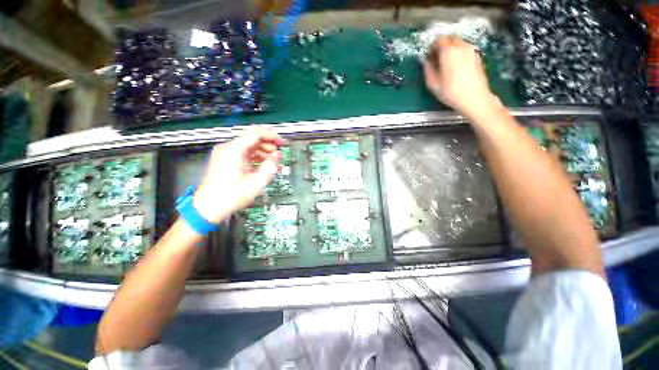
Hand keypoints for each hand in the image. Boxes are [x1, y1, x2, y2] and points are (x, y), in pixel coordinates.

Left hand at [193, 127, 283, 223]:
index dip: (270, 136)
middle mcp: (228, 149)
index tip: (281, 142)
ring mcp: (226, 154)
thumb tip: (277, 156)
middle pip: (252, 139)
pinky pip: (245, 155)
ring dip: (264, 153)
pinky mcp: (227, 161)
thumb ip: (269, 167)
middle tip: (280, 154)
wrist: (209, 207)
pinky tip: (265, 166)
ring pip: (250, 147)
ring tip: (275, 162)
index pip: (255, 134)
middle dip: (269, 146)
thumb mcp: (256, 183)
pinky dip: (256, 158)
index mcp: (233, 151)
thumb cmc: (230, 196)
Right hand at [423, 37, 496, 116]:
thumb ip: (427, 69)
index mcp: (448, 51)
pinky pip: (465, 50)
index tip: (429, 56)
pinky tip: (456, 67)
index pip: (439, 40)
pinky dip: (459, 54)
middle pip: (450, 39)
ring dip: (451, 49)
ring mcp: (471, 50)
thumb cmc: (450, 92)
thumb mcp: (433, 83)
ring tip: (446, 64)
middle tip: (437, 59)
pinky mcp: (477, 57)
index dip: (432, 47)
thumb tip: (425, 61)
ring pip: (459, 43)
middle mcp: (461, 46)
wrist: (474, 98)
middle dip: (442, 46)